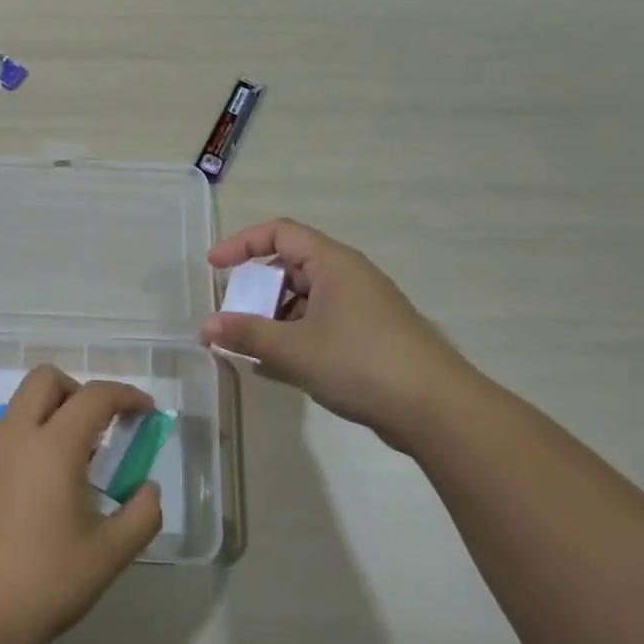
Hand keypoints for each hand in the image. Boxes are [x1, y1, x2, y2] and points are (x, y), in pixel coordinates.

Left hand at [0, 366, 162, 643]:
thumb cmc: (45, 583)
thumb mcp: (109, 554)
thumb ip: (142, 515)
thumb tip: (148, 490)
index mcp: (53, 445)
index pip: (94, 396)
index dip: (126, 396)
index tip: (147, 412)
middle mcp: (15, 435)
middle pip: (46, 379)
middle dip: (81, 390)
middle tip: (105, 427)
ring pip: (22, 404)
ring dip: (54, 412)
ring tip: (80, 460)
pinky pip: (8, 432)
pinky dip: (34, 435)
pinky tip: (48, 484)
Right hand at [200, 218, 472, 444]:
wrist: (437, 410)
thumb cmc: (362, 364)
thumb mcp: (294, 349)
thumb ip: (246, 335)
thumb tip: (205, 327)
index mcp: (333, 264)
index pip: (280, 233)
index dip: (242, 244)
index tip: (214, 267)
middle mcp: (348, 278)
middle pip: (289, 268)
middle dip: (255, 292)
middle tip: (232, 317)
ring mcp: (361, 308)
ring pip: (303, 301)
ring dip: (272, 320)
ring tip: (251, 349)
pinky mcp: (368, 337)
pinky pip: (319, 325)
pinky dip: (293, 338)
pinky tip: (276, 369)